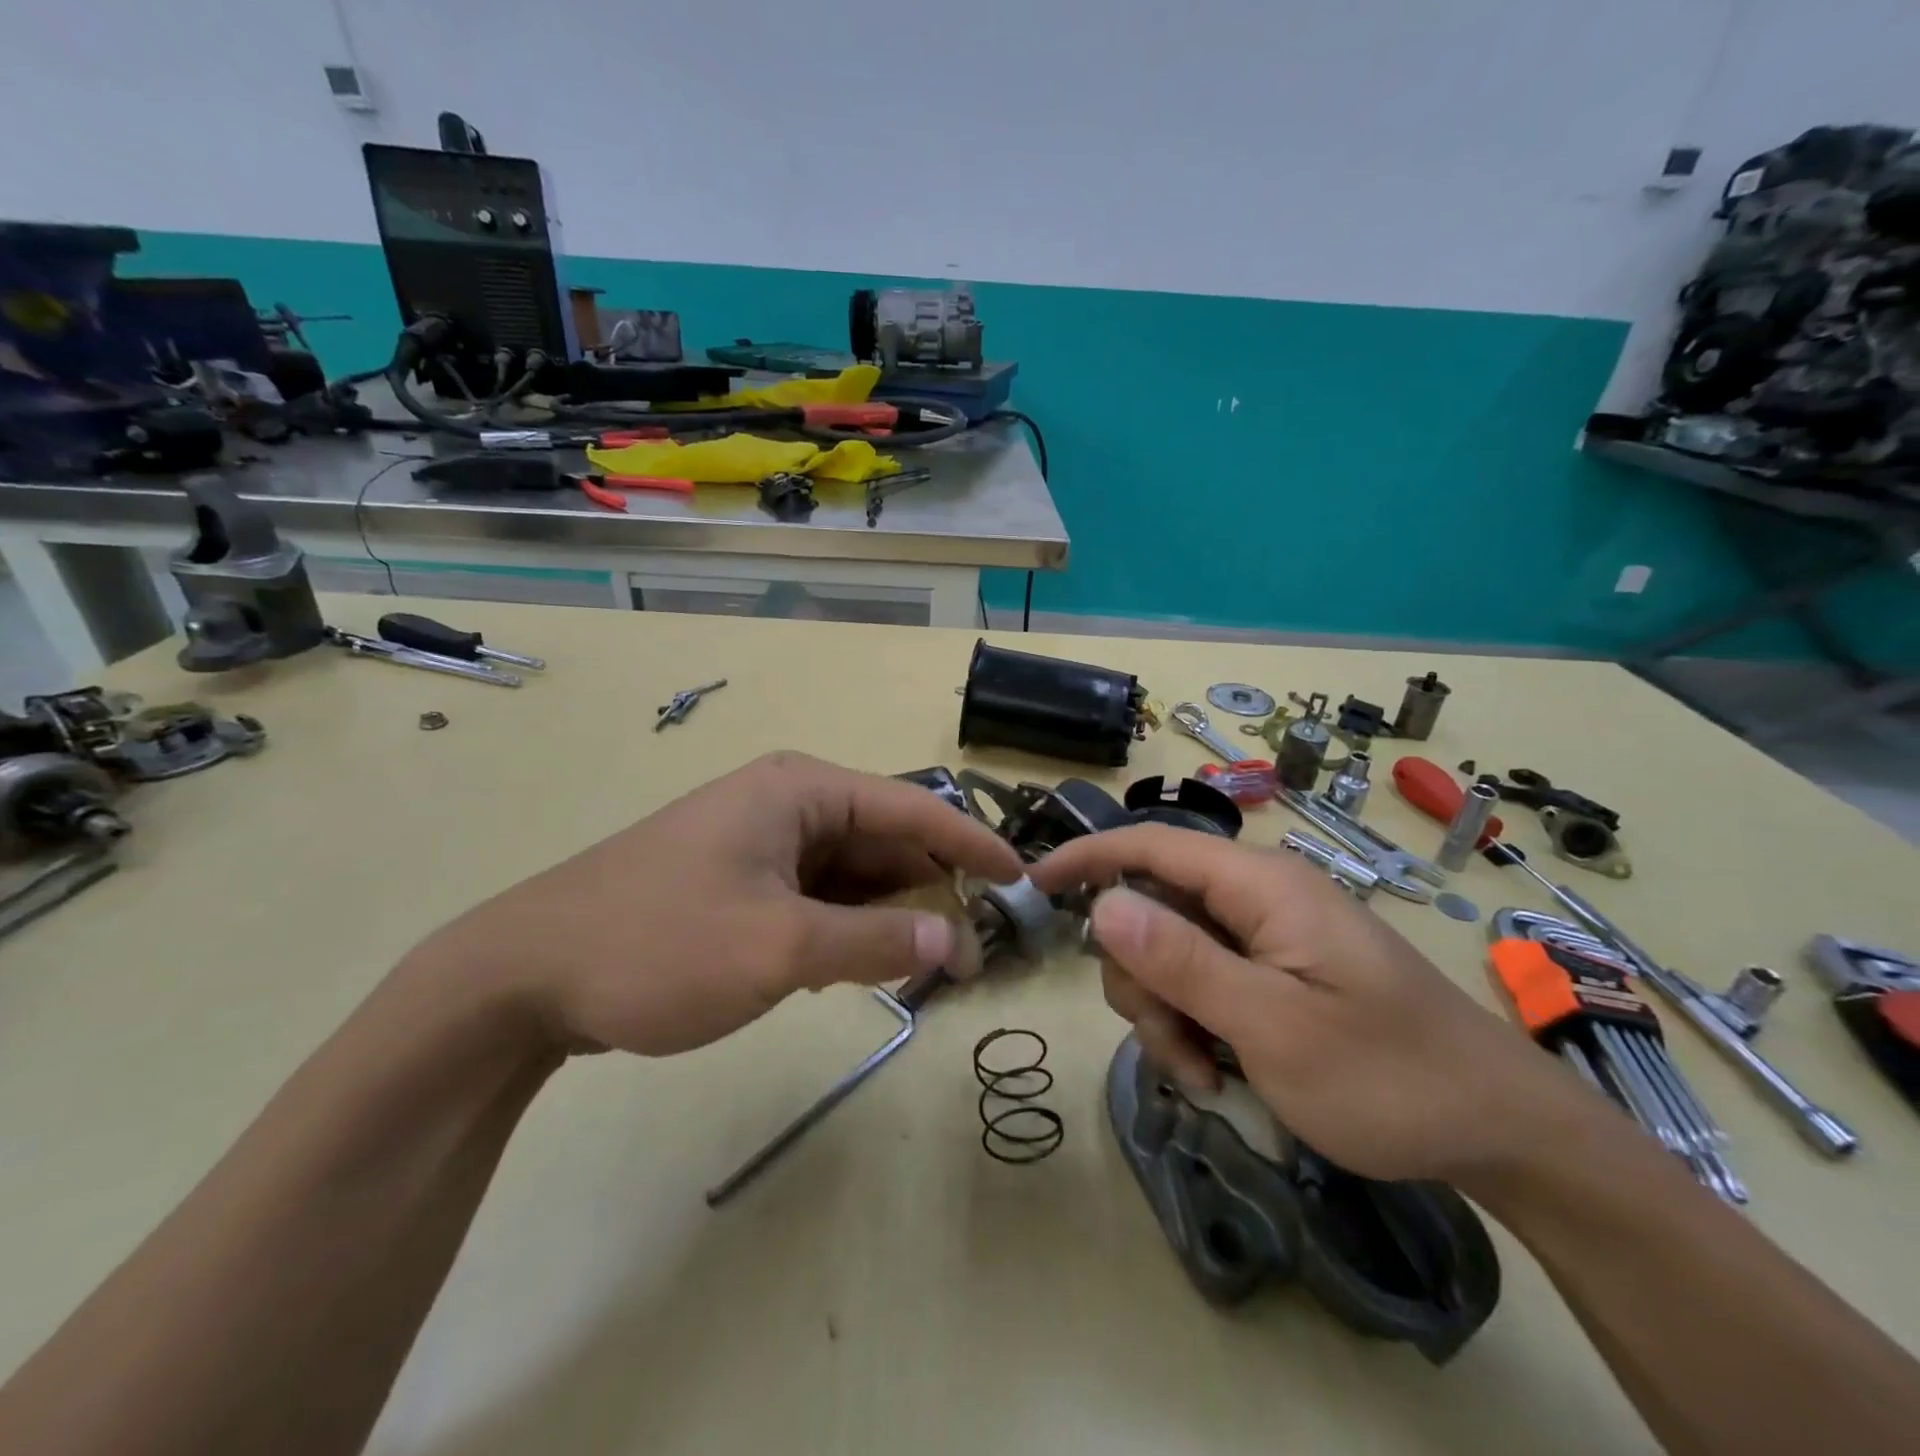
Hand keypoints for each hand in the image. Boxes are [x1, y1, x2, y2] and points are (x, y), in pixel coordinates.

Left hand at [413, 752, 1022, 1056]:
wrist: (525, 975)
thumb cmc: (659, 945)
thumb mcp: (780, 948)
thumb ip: (878, 944)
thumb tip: (958, 942)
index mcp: (802, 791)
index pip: (914, 808)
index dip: (973, 845)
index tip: (1022, 882)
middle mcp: (787, 803)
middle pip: (885, 841)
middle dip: (930, 892)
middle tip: (972, 951)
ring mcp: (761, 841)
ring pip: (852, 873)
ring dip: (889, 916)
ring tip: (925, 968)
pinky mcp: (740, 878)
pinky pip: (817, 895)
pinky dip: (847, 927)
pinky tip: (857, 968)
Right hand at [1029, 826, 1591, 1184]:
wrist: (1499, 1130)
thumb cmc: (1389, 1075)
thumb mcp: (1272, 1026)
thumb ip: (1182, 960)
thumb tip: (1103, 904)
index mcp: (1258, 884)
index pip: (1149, 844)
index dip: (1086, 857)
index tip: (1032, 886)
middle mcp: (1256, 896)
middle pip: (1151, 910)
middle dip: (1140, 978)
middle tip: (1171, 1046)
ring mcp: (1266, 935)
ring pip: (1170, 953)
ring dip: (1165, 1014)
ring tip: (1204, 1076)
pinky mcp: (1274, 970)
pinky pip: (1203, 981)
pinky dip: (1194, 1026)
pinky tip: (1219, 1075)